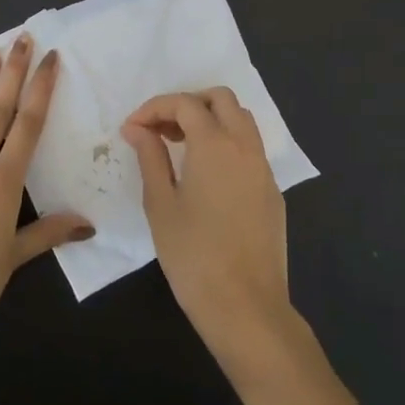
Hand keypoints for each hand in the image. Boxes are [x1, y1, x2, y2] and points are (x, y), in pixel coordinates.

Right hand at [123, 88, 295, 368]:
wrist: (246, 306)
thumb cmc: (193, 256)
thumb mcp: (160, 204)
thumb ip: (150, 157)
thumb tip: (137, 128)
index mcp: (215, 144)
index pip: (185, 103)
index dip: (154, 108)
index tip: (132, 129)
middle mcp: (245, 146)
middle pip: (221, 98)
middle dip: (188, 103)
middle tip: (161, 130)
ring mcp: (264, 168)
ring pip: (241, 120)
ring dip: (210, 119)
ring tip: (180, 147)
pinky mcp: (272, 190)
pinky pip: (250, 148)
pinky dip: (226, 143)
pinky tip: (206, 174)